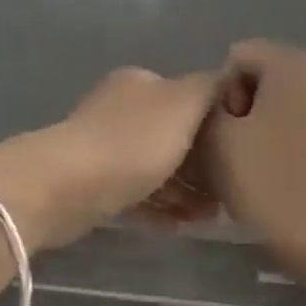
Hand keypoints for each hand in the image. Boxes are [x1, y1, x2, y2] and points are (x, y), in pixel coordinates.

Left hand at [0, 67, 221, 250]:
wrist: (65, 187)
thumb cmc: (132, 143)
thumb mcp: (184, 104)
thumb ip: (211, 88)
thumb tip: (230, 79)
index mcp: (140, 85)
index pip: (188, 100)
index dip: (216, 128)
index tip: (240, 156)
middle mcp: (119, 111)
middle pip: (172, 138)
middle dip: (202, 167)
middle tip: (227, 195)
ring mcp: (102, 150)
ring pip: (154, 171)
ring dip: (183, 193)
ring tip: (209, 218)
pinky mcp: (92, 187)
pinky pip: (135, 197)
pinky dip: (158, 210)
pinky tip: (179, 226)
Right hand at [201, 41, 305, 285]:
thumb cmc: (269, 181)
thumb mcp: (216, 140)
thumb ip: (207, 108)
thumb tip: (222, 108)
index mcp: (293, 62)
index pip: (236, 59)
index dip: (218, 96)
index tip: (222, 136)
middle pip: (263, 85)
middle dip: (242, 116)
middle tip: (233, 159)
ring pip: (285, 113)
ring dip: (265, 136)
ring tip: (257, 176)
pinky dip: (290, 152)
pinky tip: (285, 185)